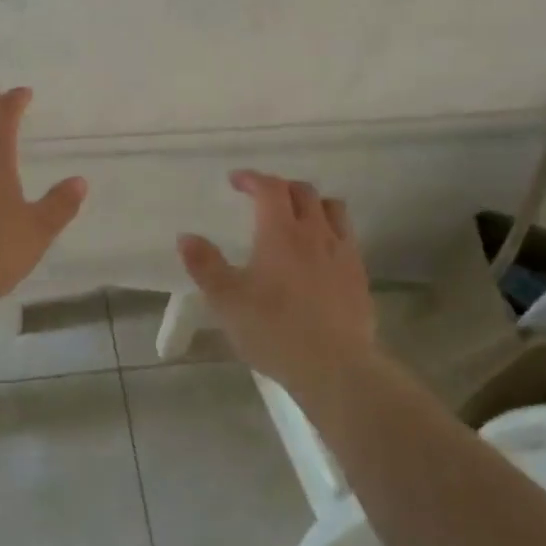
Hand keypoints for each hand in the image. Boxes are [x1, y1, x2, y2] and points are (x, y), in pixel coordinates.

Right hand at [177, 171, 379, 389]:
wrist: (334, 366)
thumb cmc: (273, 330)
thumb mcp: (226, 300)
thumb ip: (205, 265)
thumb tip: (186, 237)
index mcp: (280, 232)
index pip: (270, 188)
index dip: (252, 178)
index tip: (236, 181)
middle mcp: (315, 233)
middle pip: (303, 192)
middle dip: (280, 187)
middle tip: (262, 198)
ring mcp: (342, 252)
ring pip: (332, 209)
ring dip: (311, 203)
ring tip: (296, 217)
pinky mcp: (359, 275)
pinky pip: (347, 236)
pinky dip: (330, 230)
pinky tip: (320, 252)